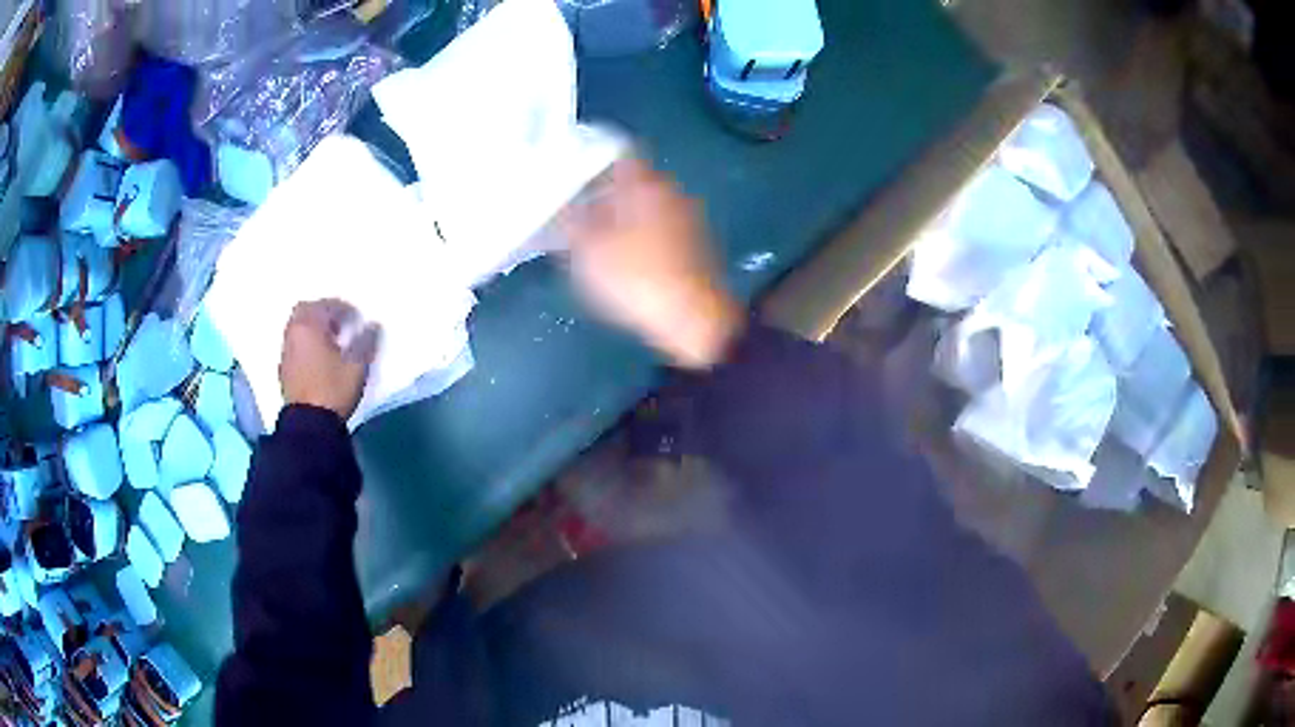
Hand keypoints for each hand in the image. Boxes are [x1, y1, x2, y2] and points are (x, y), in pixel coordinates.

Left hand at [280, 299, 379, 420]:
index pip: (328, 305)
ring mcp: (286, 351)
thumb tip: (372, 326)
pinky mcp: (284, 369)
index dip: (346, 309)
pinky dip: (306, 343)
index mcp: (310, 325)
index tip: (359, 320)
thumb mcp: (357, 366)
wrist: (309, 425)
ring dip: (313, 328)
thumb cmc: (333, 389)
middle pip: (306, 310)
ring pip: (298, 327)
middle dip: (323, 312)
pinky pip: (295, 344)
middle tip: (340, 324)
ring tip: (331, 341)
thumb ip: (366, 341)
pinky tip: (318, 358)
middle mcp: (294, 333)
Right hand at [562, 159, 742, 368]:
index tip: (570, 171)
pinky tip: (623, 255)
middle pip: (631, 179)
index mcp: (645, 184)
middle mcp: (670, 191)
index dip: (591, 158)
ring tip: (594, 234)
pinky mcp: (696, 243)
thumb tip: (559, 205)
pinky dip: (639, 232)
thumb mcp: (587, 251)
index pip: (617, 153)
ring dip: (621, 213)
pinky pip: (659, 225)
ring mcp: (687, 217)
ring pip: (645, 203)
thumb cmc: (635, 278)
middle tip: (575, 207)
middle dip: (603, 190)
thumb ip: (569, 221)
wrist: (694, 318)